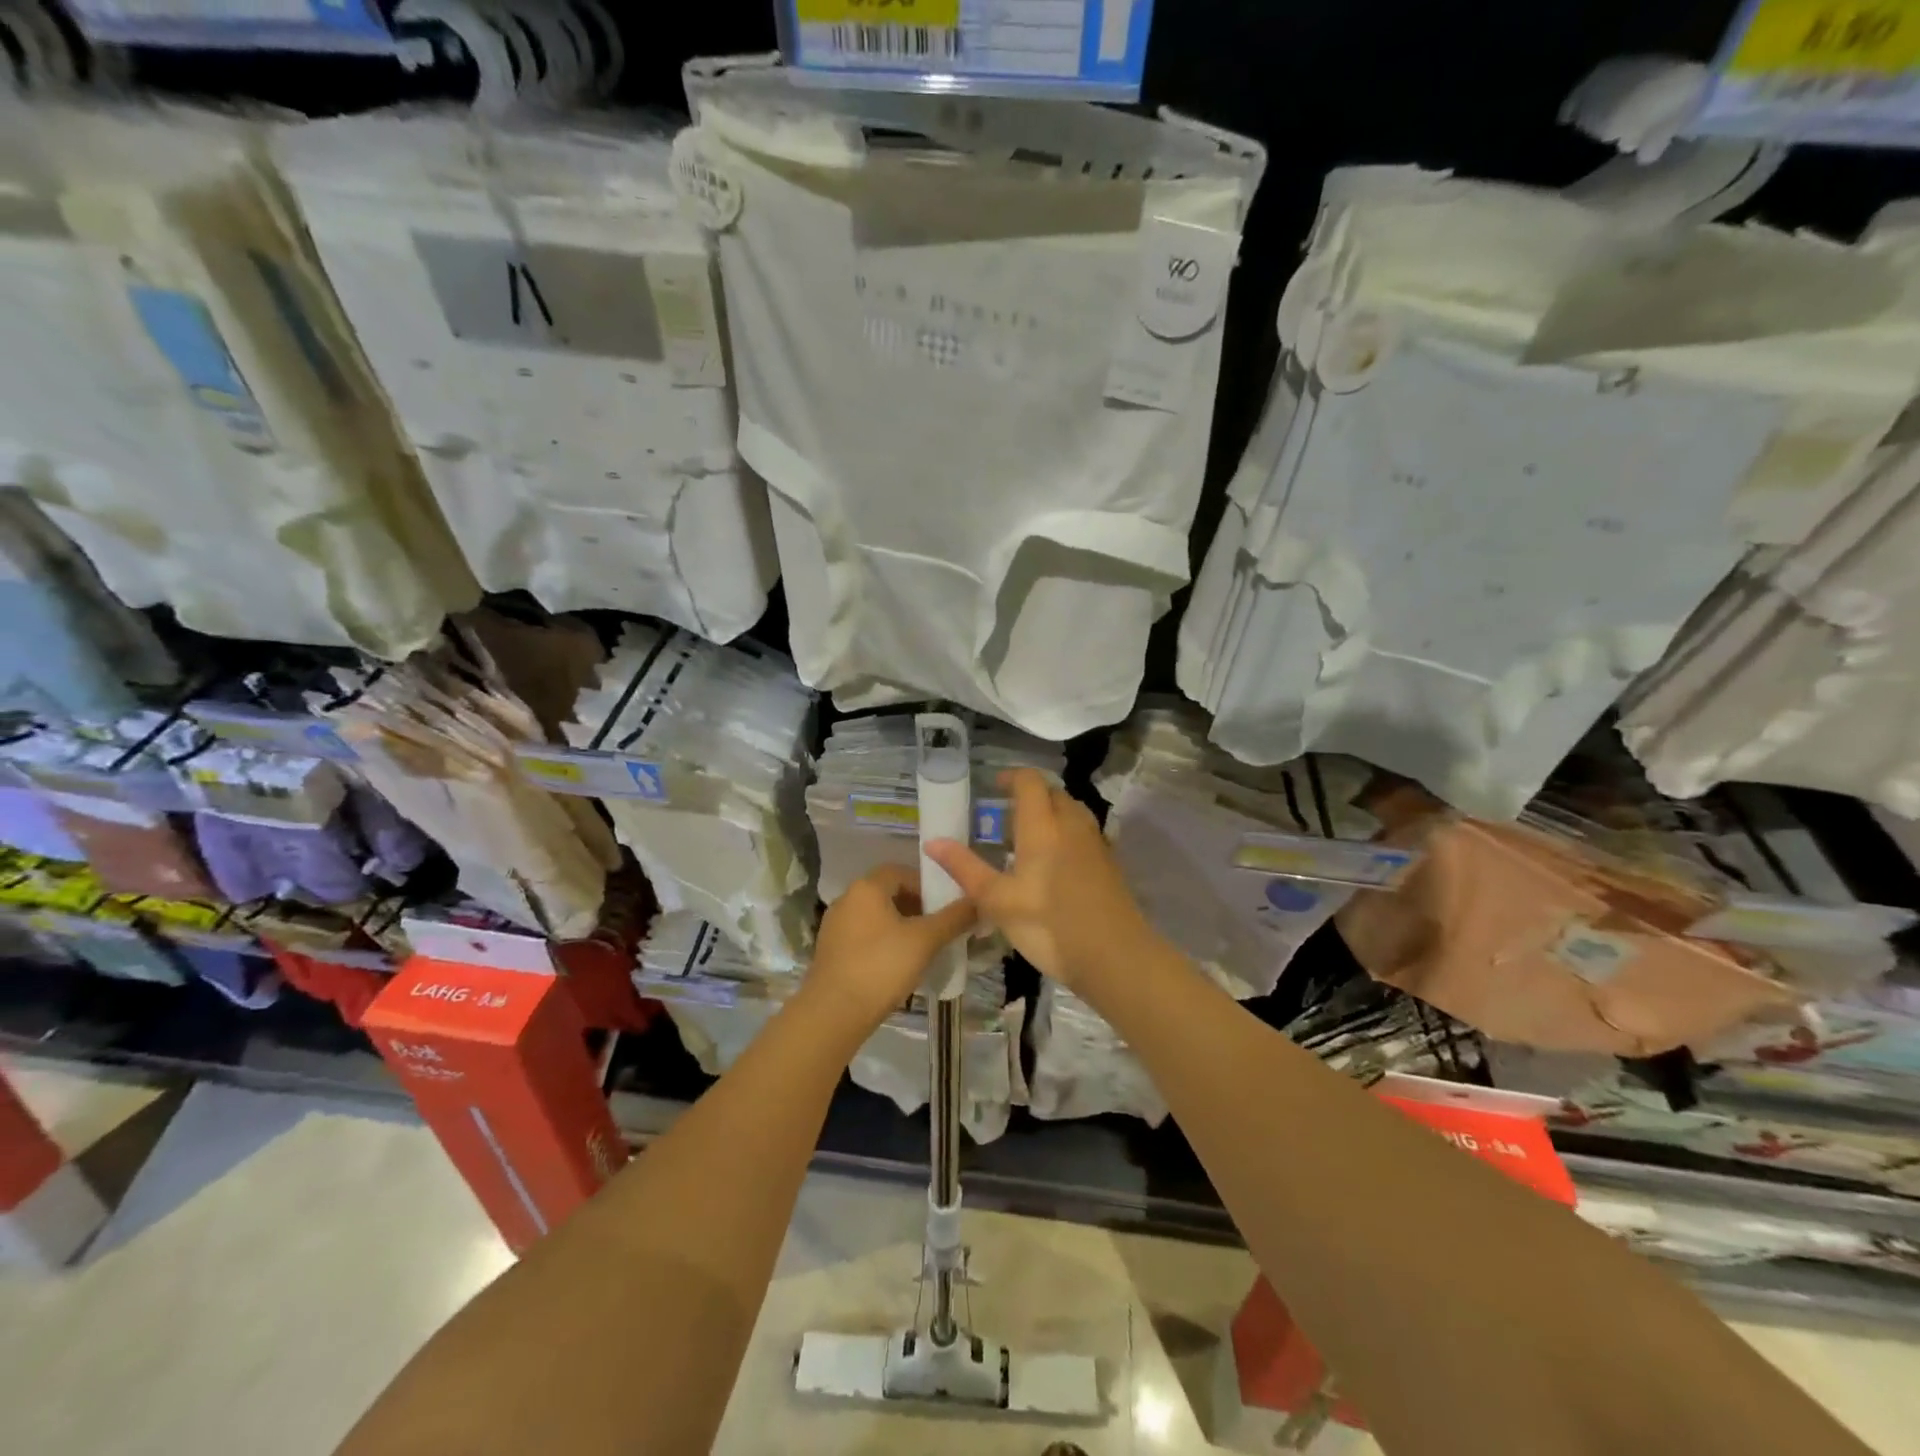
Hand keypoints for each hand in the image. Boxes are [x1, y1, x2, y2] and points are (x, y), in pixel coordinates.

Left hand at [801, 863, 976, 1034]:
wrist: (834, 1013)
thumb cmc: (882, 966)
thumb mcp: (925, 940)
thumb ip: (954, 918)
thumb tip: (979, 901)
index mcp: (866, 888)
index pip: (900, 871)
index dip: (925, 885)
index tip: (945, 906)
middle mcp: (847, 899)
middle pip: (888, 893)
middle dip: (915, 907)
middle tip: (937, 928)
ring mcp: (834, 926)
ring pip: (875, 916)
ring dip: (899, 926)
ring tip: (921, 949)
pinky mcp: (830, 951)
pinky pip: (863, 936)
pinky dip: (882, 943)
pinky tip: (896, 966)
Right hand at [926, 768, 1152, 989]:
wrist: (1115, 957)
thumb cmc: (1049, 926)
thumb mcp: (998, 901)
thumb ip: (966, 868)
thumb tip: (932, 842)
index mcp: (1043, 826)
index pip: (1030, 782)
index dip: (1011, 777)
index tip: (993, 787)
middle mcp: (1072, 825)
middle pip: (1053, 793)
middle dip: (1030, 796)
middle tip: (1005, 817)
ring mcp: (1095, 844)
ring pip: (1072, 811)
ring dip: (1051, 813)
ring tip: (1028, 839)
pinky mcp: (1109, 864)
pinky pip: (1084, 833)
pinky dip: (1066, 833)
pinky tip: (1054, 864)